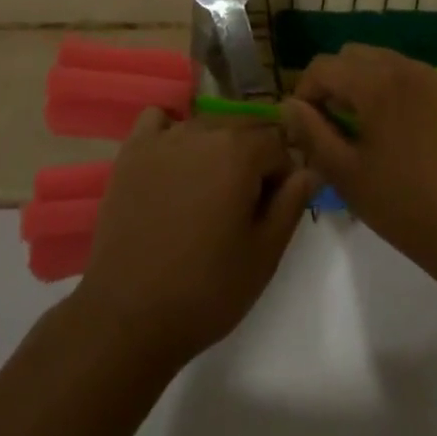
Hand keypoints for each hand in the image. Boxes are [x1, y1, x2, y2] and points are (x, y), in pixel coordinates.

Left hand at [75, 110, 315, 364]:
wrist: (128, 314)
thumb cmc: (206, 290)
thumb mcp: (264, 255)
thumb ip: (291, 204)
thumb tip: (308, 169)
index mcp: (239, 152)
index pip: (277, 143)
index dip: (283, 175)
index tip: (273, 209)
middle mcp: (203, 130)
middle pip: (242, 128)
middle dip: (252, 158)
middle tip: (243, 207)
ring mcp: (163, 137)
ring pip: (205, 125)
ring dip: (216, 148)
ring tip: (207, 193)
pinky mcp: (132, 150)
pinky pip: (159, 121)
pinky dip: (171, 132)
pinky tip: (172, 163)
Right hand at [282, 47, 436, 284]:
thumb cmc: (406, 206)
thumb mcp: (347, 174)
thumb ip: (311, 133)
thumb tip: (288, 106)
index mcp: (376, 82)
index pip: (323, 66)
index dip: (304, 92)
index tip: (303, 128)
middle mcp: (405, 67)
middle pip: (352, 56)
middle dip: (333, 83)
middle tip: (330, 126)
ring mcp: (433, 80)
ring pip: (381, 63)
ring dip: (361, 85)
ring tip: (361, 130)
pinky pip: (408, 78)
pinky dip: (390, 91)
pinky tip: (395, 135)